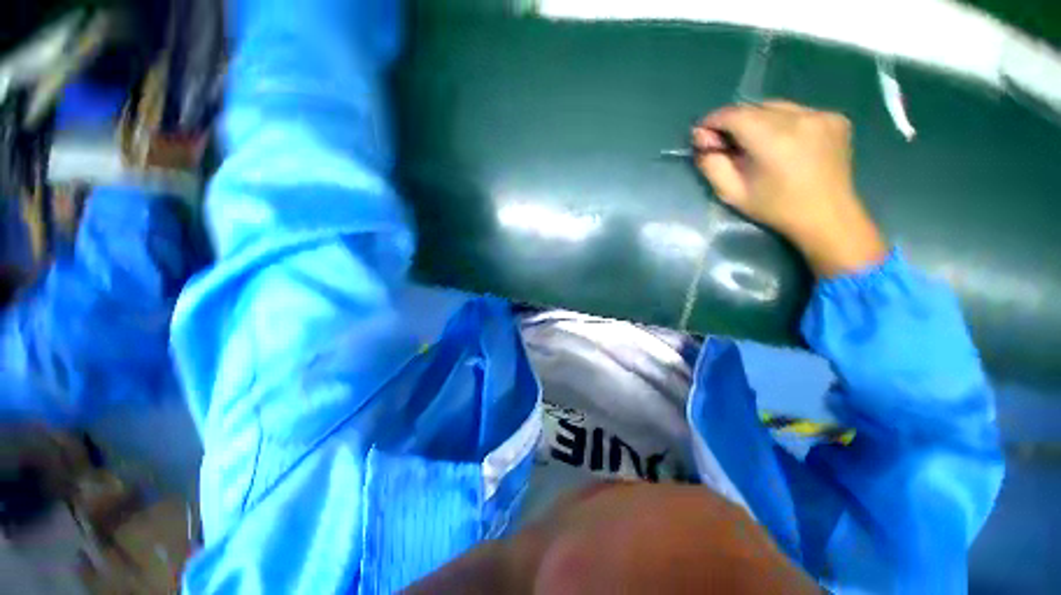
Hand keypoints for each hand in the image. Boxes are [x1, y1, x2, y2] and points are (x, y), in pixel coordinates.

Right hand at [692, 101, 887, 277]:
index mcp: (774, 140)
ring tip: (753, 144)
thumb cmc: (775, 208)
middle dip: (734, 122)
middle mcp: (800, 118)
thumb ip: (712, 164)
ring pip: (776, 107)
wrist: (827, 215)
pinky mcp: (835, 117)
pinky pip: (797, 111)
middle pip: (754, 108)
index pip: (735, 115)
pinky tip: (781, 143)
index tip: (702, 132)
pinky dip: (781, 122)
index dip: (713, 120)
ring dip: (757, 120)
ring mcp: (822, 115)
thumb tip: (700, 138)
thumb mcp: (732, 193)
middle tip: (725, 143)